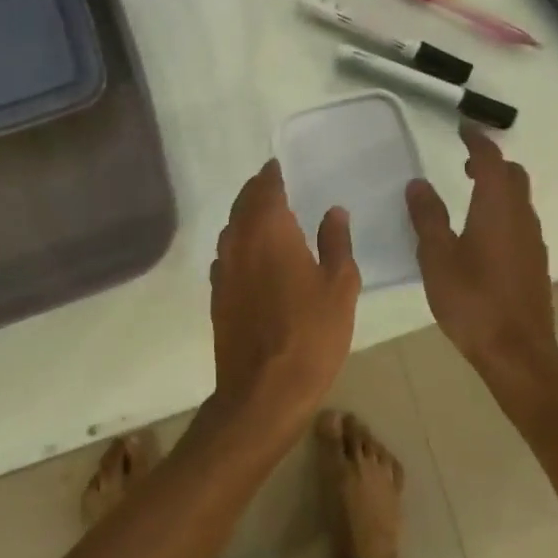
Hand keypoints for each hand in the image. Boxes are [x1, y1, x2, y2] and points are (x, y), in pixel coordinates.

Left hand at [209, 159, 360, 436]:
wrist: (263, 392)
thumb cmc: (311, 335)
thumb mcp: (340, 287)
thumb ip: (336, 243)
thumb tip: (333, 211)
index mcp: (270, 232)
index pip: (266, 190)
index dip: (271, 175)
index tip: (277, 166)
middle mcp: (240, 244)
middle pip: (242, 205)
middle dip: (255, 191)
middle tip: (270, 183)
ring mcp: (223, 272)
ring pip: (230, 230)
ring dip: (244, 216)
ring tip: (262, 215)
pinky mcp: (217, 297)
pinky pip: (225, 257)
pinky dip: (237, 246)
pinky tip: (249, 256)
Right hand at [406, 126, 557, 399]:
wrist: (518, 352)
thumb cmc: (472, 300)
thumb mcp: (437, 257)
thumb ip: (427, 217)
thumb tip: (418, 183)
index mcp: (497, 208)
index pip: (491, 159)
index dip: (477, 140)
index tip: (462, 128)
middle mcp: (521, 217)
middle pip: (513, 175)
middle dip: (491, 162)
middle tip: (463, 163)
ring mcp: (533, 241)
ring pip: (519, 199)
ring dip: (498, 187)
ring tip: (469, 194)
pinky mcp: (535, 263)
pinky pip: (520, 221)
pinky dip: (503, 210)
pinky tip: (483, 233)